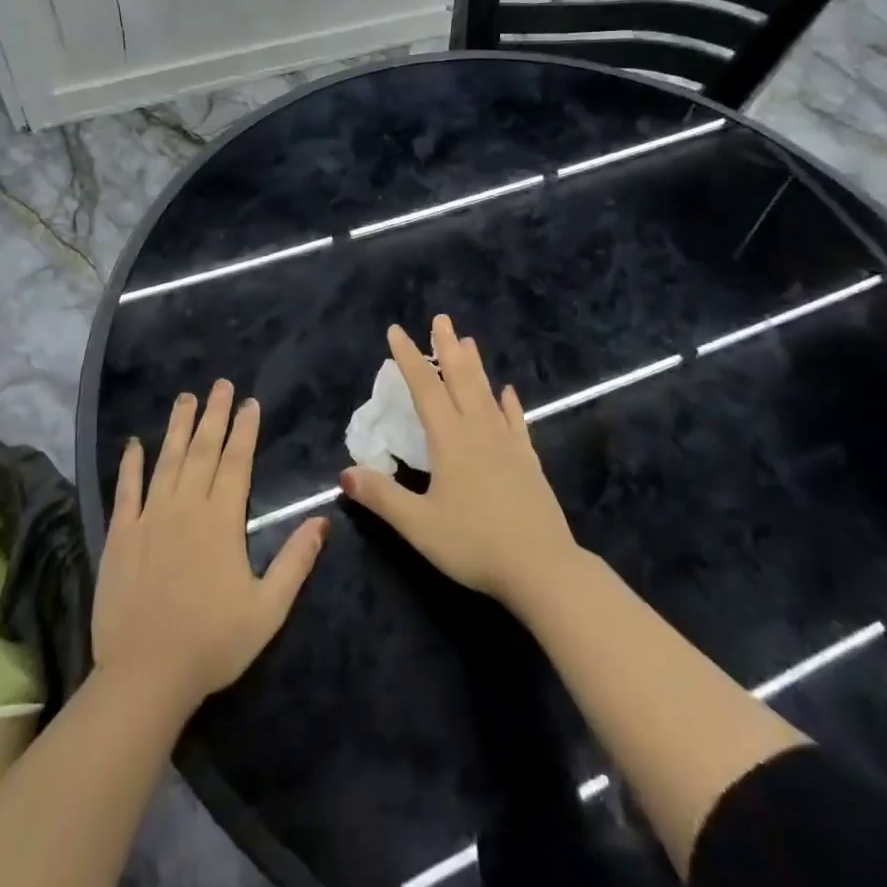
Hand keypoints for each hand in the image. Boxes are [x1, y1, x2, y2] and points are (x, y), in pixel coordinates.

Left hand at [92, 381, 327, 713]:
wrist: (145, 676)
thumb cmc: (212, 644)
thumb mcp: (268, 609)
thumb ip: (296, 561)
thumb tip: (323, 519)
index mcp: (222, 521)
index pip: (237, 462)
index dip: (244, 430)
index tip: (249, 402)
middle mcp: (185, 508)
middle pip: (203, 451)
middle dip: (214, 415)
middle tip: (220, 384)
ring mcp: (150, 518)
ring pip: (166, 461)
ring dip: (177, 427)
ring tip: (185, 397)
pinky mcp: (120, 535)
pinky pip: (126, 491)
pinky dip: (130, 464)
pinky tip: (134, 443)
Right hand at [340, 315, 577, 609]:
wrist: (542, 567)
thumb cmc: (474, 543)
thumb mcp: (418, 525)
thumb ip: (381, 496)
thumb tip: (344, 473)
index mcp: (449, 439)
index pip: (424, 388)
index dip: (409, 358)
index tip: (397, 330)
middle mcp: (478, 430)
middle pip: (460, 379)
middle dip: (447, 347)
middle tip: (441, 319)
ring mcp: (507, 443)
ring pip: (486, 393)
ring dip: (475, 365)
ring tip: (469, 340)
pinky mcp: (527, 460)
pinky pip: (515, 421)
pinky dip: (508, 403)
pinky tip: (508, 391)